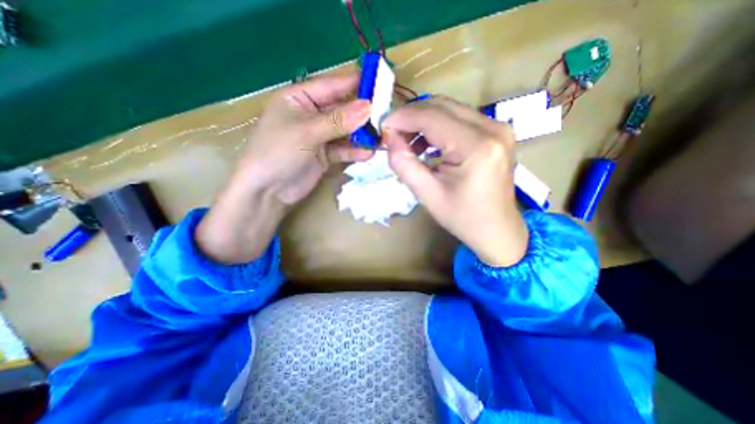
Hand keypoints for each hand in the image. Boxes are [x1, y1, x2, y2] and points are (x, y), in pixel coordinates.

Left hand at [194, 71, 369, 263]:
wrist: (267, 191)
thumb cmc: (277, 153)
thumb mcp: (306, 132)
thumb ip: (338, 121)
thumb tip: (368, 107)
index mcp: (300, 98)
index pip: (332, 85)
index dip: (355, 83)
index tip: (380, 83)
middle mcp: (312, 115)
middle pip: (342, 109)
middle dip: (363, 114)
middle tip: (386, 116)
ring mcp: (320, 136)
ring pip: (346, 131)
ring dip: (362, 135)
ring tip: (382, 138)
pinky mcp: (326, 155)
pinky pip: (344, 150)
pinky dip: (355, 151)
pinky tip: (368, 154)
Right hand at [381, 96, 526, 267]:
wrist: (496, 229)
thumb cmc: (462, 217)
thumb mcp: (427, 194)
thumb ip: (404, 164)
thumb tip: (390, 138)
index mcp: (477, 146)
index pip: (431, 116)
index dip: (402, 118)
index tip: (383, 128)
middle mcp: (492, 128)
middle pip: (441, 106)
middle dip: (411, 117)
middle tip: (392, 135)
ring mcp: (497, 127)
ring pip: (449, 109)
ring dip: (423, 121)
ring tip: (408, 143)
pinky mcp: (495, 131)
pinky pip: (459, 118)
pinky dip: (437, 126)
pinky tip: (427, 144)